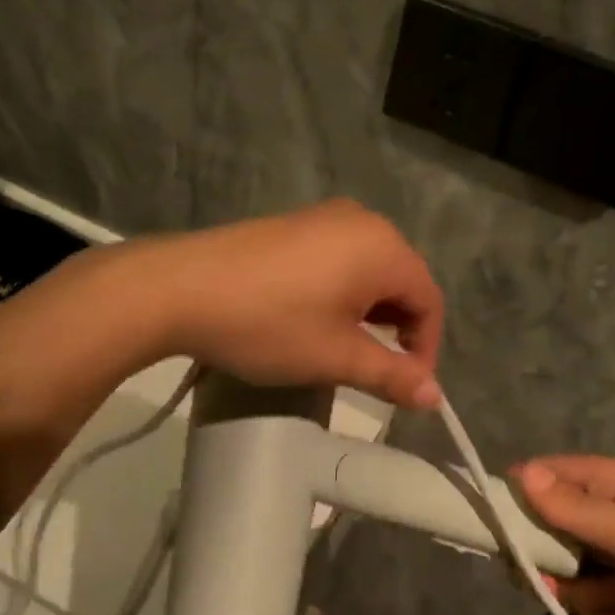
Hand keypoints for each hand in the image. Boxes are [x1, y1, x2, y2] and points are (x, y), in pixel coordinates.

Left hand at [135, 199, 444, 409]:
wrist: (178, 289)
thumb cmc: (268, 324)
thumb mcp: (335, 357)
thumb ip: (391, 376)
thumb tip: (435, 398)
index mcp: (383, 247)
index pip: (429, 300)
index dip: (425, 349)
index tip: (404, 389)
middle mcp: (361, 221)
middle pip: (402, 281)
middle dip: (397, 330)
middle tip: (373, 370)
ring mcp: (323, 217)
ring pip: (369, 270)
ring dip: (368, 313)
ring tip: (342, 348)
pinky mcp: (293, 224)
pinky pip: (339, 259)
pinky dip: (342, 292)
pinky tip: (312, 318)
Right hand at [512, 456, 614, 614]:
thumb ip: (576, 509)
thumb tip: (521, 473)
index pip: (551, 474)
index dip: (524, 499)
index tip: (504, 531)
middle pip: (552, 527)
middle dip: (558, 563)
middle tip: (565, 582)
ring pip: (566, 572)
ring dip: (588, 597)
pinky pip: (587, 601)